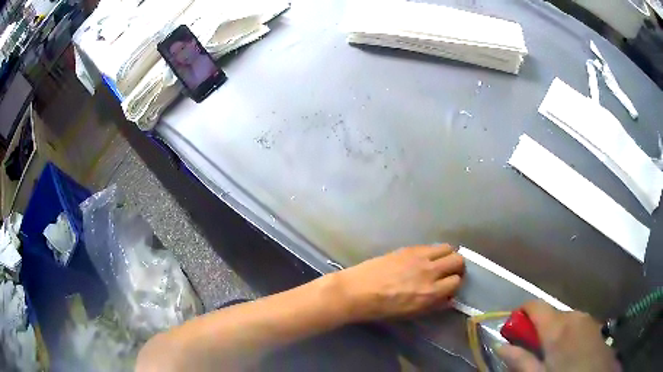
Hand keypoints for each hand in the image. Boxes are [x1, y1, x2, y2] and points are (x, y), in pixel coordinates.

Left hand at [333, 245, 463, 321]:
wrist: (357, 291)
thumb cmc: (382, 308)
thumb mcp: (411, 313)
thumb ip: (434, 305)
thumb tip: (449, 299)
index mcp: (430, 292)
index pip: (456, 282)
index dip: (455, 284)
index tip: (449, 286)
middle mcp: (429, 271)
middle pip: (458, 260)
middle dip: (457, 267)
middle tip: (450, 272)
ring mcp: (419, 257)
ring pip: (447, 248)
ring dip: (448, 255)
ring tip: (440, 262)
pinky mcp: (408, 248)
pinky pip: (430, 246)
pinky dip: (433, 252)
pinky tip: (424, 259)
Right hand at [498, 301, 620, 371]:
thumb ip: (520, 361)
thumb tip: (500, 347)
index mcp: (557, 328)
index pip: (535, 305)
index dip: (520, 314)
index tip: (513, 332)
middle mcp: (573, 316)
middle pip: (549, 313)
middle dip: (537, 329)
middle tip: (532, 352)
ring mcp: (587, 319)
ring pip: (562, 319)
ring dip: (552, 332)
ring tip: (552, 355)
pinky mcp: (595, 324)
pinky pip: (575, 323)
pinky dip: (566, 333)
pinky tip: (568, 352)